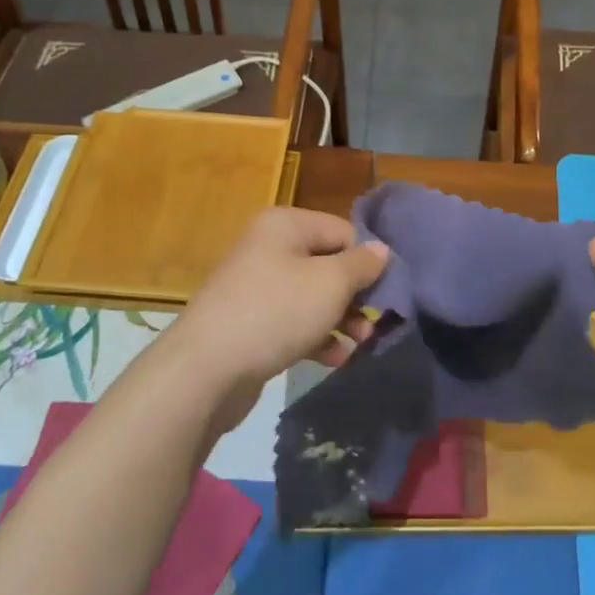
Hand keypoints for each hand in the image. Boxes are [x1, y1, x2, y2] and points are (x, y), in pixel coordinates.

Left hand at [166, 208, 389, 432]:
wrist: (206, 369)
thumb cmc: (276, 312)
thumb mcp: (330, 283)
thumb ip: (362, 265)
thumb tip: (381, 250)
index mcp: (285, 225)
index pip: (343, 231)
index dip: (368, 260)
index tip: (388, 291)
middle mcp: (269, 247)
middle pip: (327, 264)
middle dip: (356, 294)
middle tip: (375, 322)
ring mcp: (256, 286)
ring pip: (312, 296)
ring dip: (341, 319)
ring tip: (361, 343)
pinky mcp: (250, 322)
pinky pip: (294, 322)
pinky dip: (316, 336)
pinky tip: (335, 359)